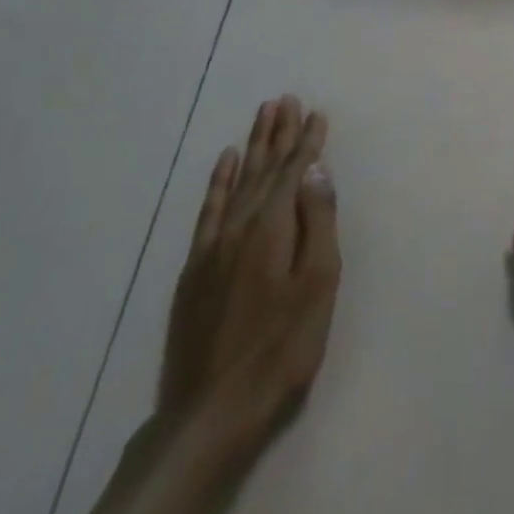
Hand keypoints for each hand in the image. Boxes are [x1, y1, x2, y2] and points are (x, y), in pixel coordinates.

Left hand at [158, 97, 340, 452]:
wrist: (210, 414)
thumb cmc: (281, 348)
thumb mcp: (317, 284)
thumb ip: (318, 222)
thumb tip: (316, 170)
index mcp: (273, 226)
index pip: (294, 171)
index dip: (308, 141)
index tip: (317, 112)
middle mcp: (240, 225)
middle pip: (263, 168)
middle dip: (278, 133)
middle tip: (285, 99)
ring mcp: (213, 246)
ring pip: (237, 181)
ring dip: (252, 147)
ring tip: (262, 116)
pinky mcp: (195, 269)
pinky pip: (209, 210)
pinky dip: (218, 183)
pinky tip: (224, 164)